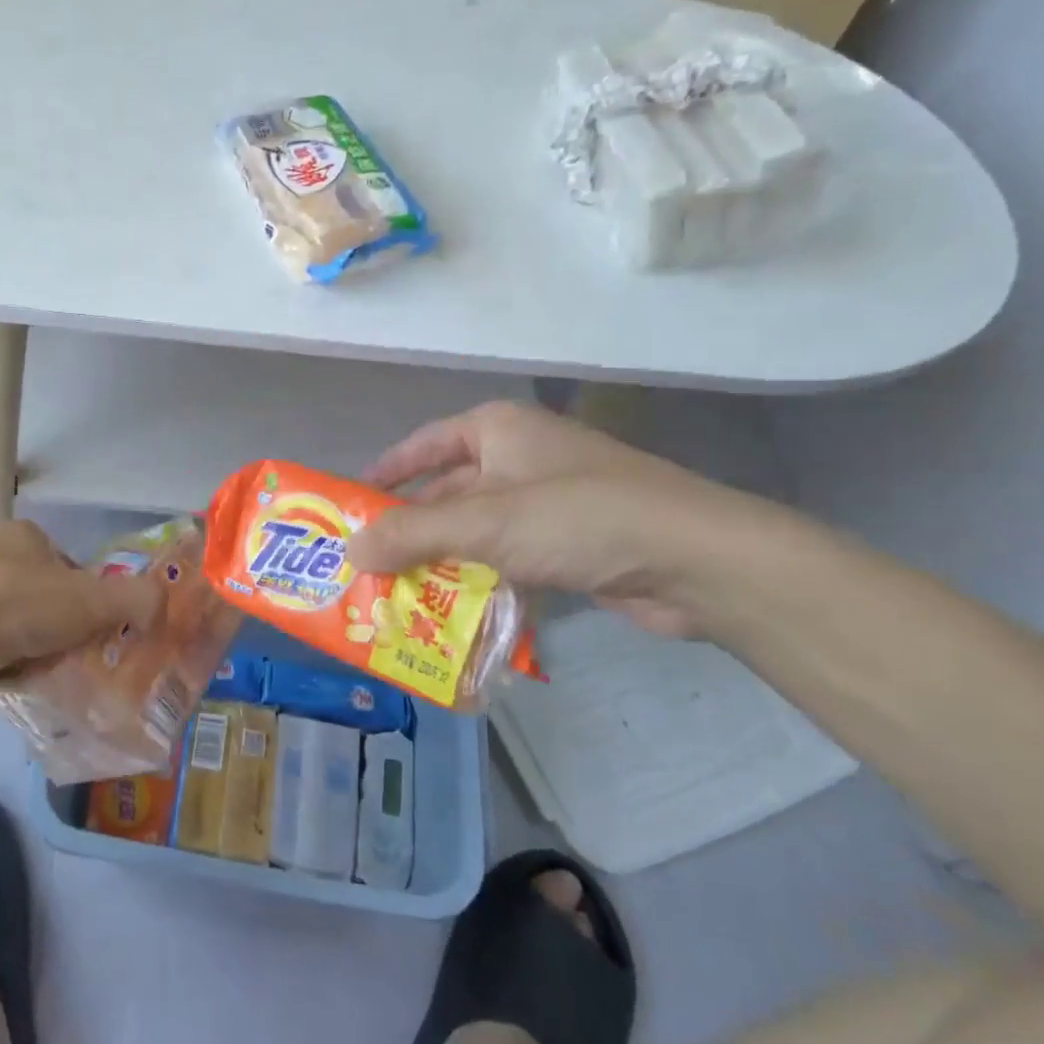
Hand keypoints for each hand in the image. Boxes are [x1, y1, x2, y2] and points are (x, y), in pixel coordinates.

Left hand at [0, 520, 160, 714]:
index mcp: (22, 536)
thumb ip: (137, 598)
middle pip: (46, 596)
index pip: (68, 561)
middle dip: (65, 625)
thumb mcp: (94, 598)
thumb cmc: (24, 605)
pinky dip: (12, 665)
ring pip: (22, 625)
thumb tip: (161, 607)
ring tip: (56, 670)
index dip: (89, 591)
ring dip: (39, 647)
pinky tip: (26, 681)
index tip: (98, 621)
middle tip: (82, 650)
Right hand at [344, 401, 780, 638]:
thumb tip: (348, 552)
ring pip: (475, 531)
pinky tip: (451, 613)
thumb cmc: (578, 517)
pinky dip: (480, 581)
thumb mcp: (484, 522)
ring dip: (442, 561)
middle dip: (409, 529)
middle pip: (446, 492)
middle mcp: (518, 458)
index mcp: (497, 430)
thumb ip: (410, 535)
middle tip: (365, 563)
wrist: (695, 560)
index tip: (351, 503)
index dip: (385, 473)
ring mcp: (546, 502)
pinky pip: (506, 559)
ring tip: (395, 594)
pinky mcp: (568, 544)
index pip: (423, 445)